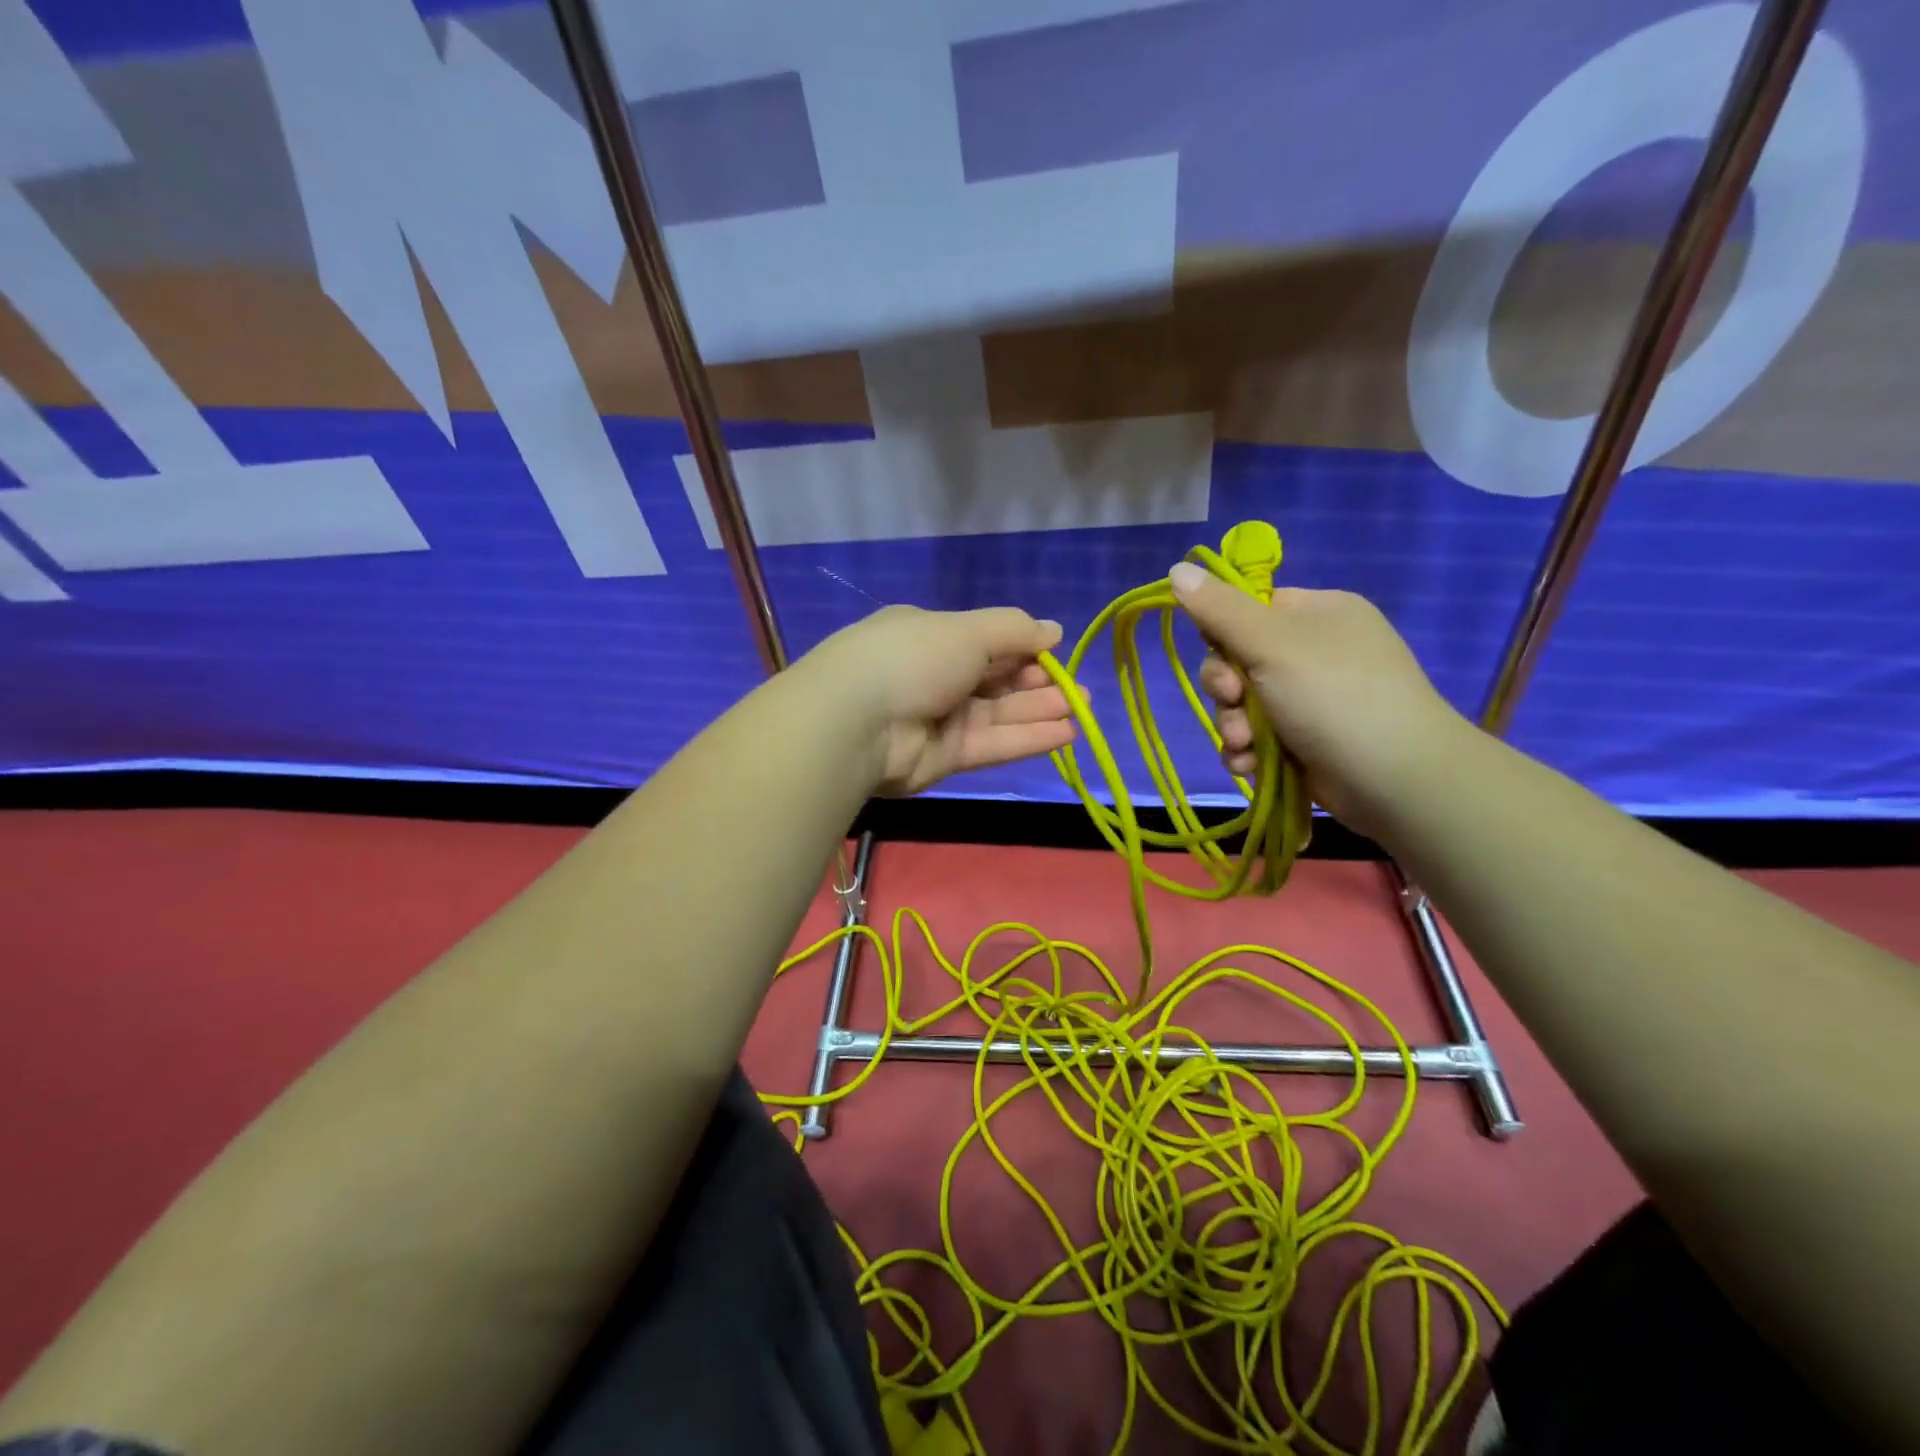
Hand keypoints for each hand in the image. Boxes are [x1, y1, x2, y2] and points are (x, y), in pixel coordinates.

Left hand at [802, 605, 1077, 795]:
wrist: (857, 723)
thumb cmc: (913, 658)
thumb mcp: (967, 630)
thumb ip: (1014, 630)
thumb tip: (1053, 630)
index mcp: (931, 635)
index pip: (986, 640)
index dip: (1023, 648)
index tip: (1056, 654)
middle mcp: (934, 675)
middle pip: (995, 679)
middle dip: (1038, 683)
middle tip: (1077, 690)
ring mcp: (937, 718)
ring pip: (998, 714)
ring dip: (1040, 711)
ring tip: (1082, 710)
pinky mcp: (942, 758)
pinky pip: (992, 744)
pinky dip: (1027, 739)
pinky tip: (1066, 734)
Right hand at [1167, 564, 1471, 837]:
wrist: (1395, 779)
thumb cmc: (1333, 696)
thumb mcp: (1271, 643)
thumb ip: (1220, 610)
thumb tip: (1176, 569)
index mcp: (1316, 613)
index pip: (1248, 610)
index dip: (1222, 635)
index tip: (1221, 657)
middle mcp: (1314, 651)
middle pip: (1238, 661)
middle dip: (1226, 691)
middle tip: (1233, 703)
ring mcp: (1312, 699)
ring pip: (1243, 706)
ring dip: (1232, 727)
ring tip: (1244, 746)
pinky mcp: (1306, 741)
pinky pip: (1258, 738)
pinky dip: (1248, 751)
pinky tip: (1250, 766)